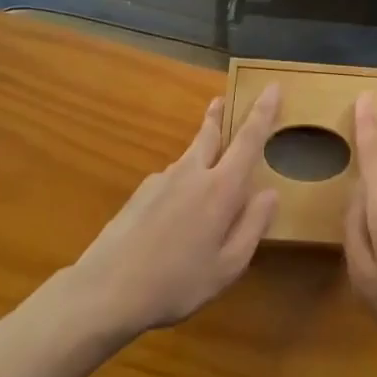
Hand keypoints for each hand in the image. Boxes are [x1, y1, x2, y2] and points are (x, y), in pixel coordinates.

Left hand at [68, 88, 280, 338]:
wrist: (105, 290)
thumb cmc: (175, 283)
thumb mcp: (227, 267)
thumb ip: (252, 226)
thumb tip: (270, 193)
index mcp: (220, 188)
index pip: (248, 139)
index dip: (263, 111)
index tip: (272, 86)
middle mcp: (192, 172)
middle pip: (210, 133)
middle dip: (219, 115)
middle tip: (223, 100)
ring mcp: (162, 180)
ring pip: (190, 157)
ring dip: (202, 150)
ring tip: (208, 171)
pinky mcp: (140, 193)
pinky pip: (172, 180)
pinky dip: (183, 183)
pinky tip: (176, 215)